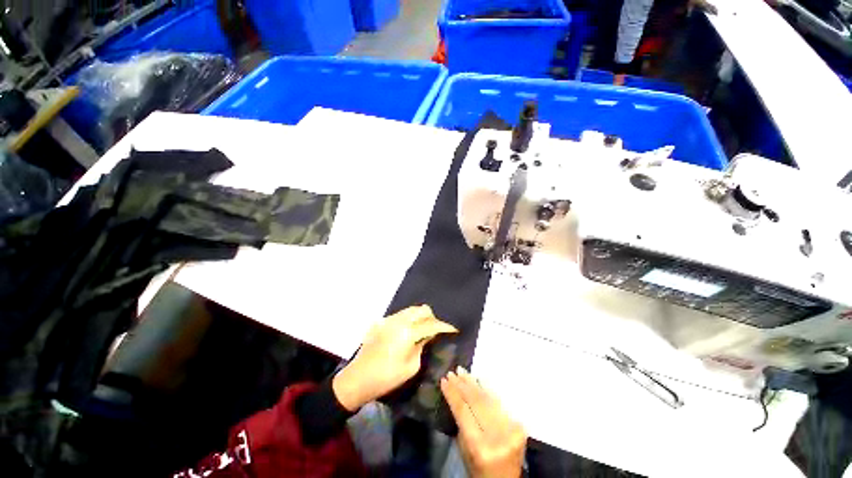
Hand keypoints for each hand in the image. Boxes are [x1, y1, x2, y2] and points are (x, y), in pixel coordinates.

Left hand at [332, 305, 457, 411]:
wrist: (357, 379)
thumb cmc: (386, 377)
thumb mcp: (411, 366)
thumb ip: (422, 345)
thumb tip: (429, 334)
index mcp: (407, 332)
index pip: (431, 324)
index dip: (444, 326)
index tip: (453, 329)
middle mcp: (398, 320)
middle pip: (421, 310)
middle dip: (431, 318)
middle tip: (435, 330)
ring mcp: (388, 319)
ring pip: (410, 310)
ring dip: (420, 317)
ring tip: (422, 330)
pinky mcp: (381, 322)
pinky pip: (400, 315)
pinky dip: (408, 320)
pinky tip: (407, 332)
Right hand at [441, 367, 526, 477]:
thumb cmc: (478, 469)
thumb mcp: (464, 450)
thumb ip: (461, 423)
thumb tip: (454, 394)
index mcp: (480, 446)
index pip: (463, 411)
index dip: (452, 393)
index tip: (443, 380)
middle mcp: (497, 435)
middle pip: (476, 401)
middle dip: (462, 384)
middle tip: (452, 372)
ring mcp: (510, 429)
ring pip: (488, 398)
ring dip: (473, 383)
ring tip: (462, 371)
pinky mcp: (518, 425)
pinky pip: (498, 403)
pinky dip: (486, 390)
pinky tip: (478, 380)